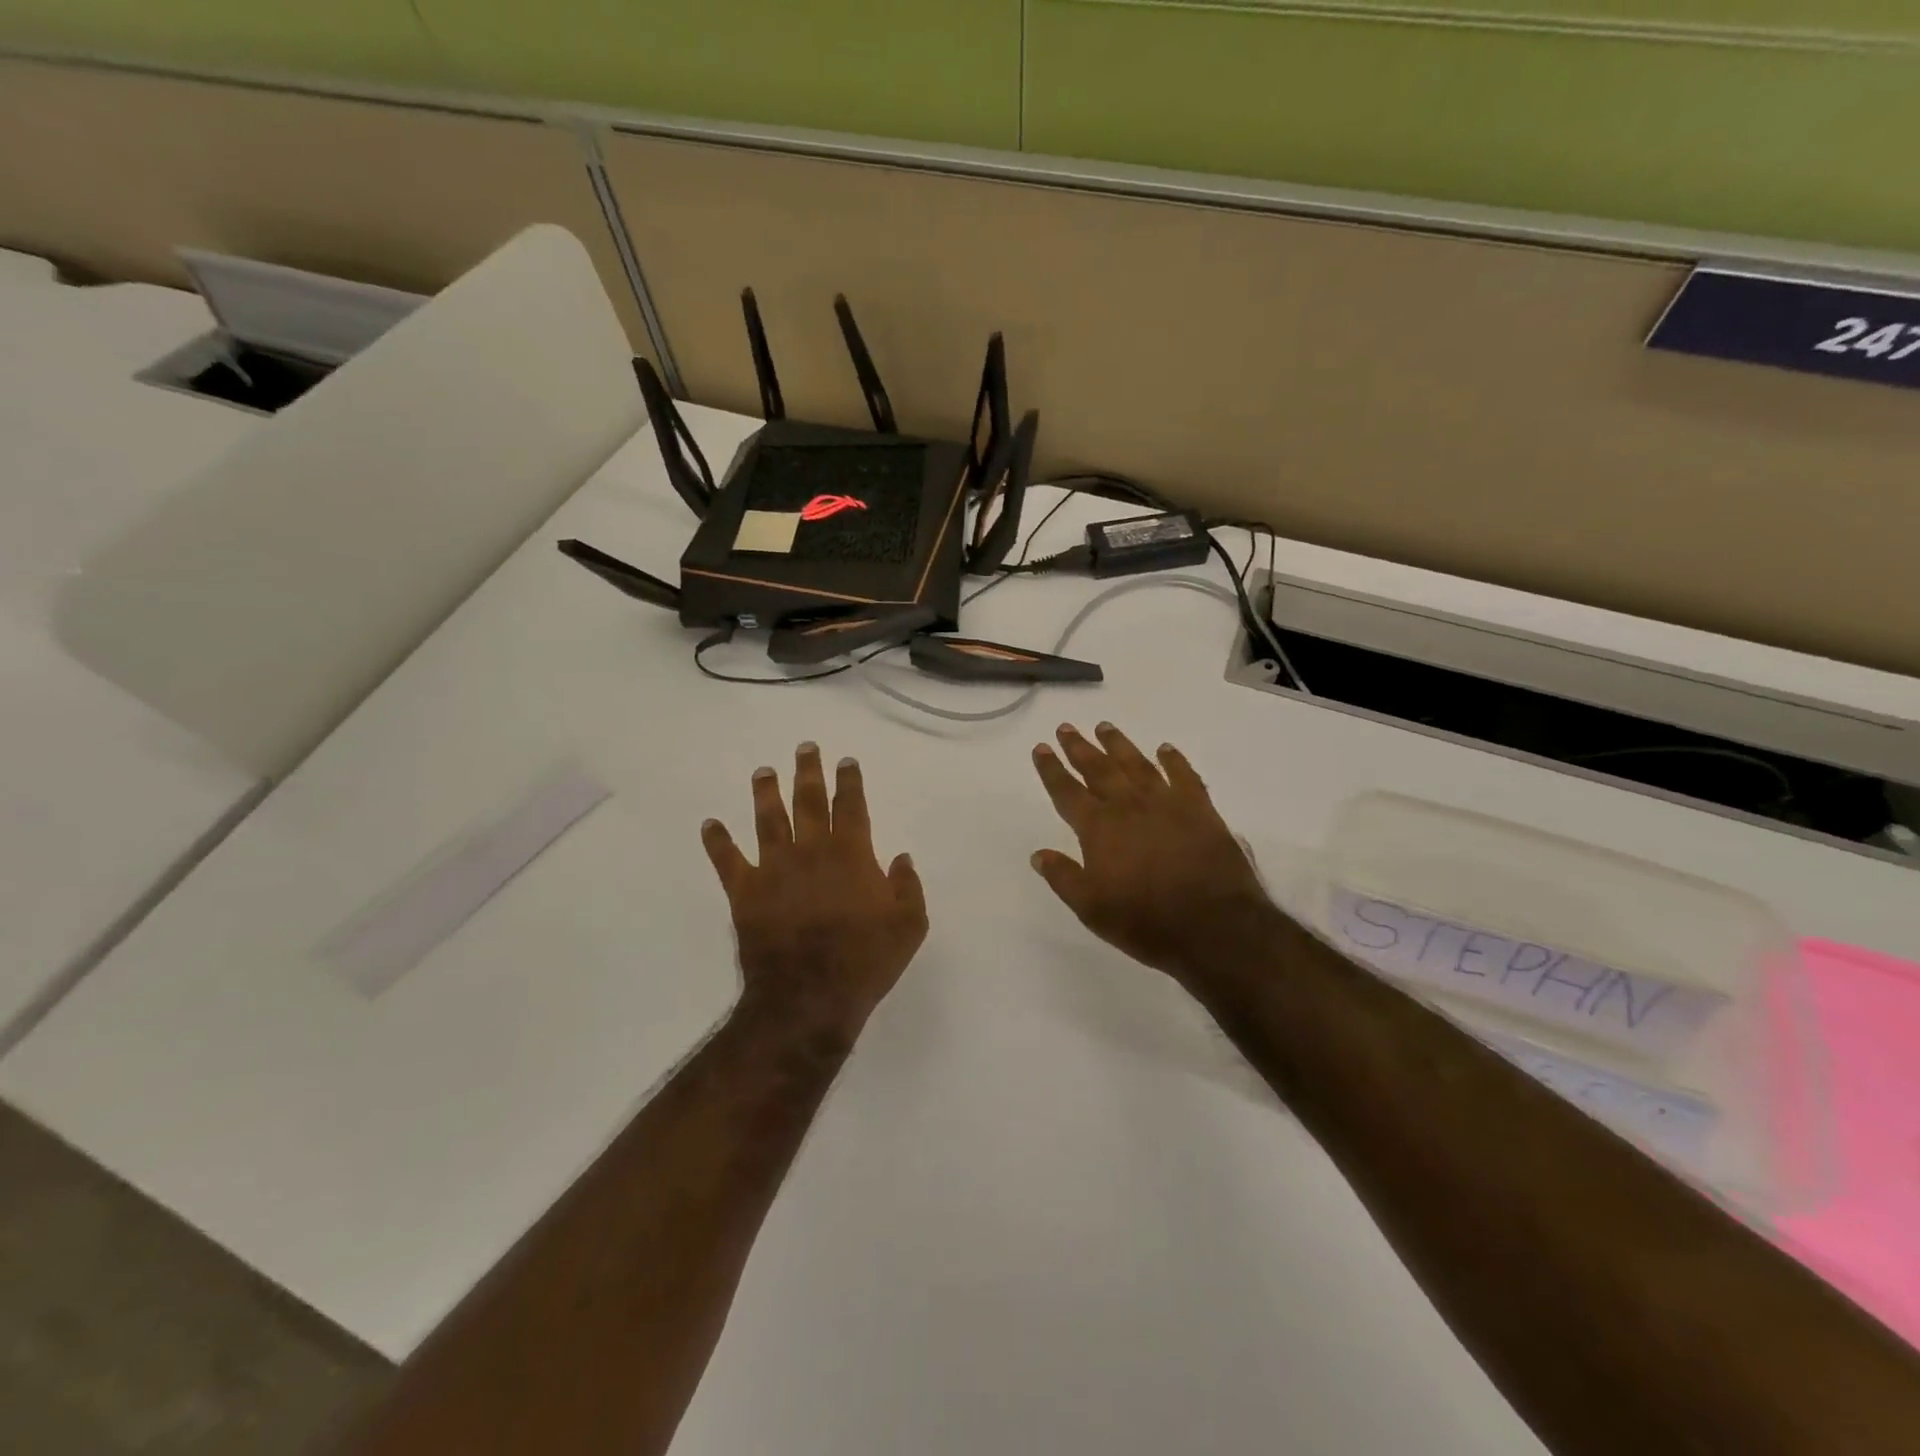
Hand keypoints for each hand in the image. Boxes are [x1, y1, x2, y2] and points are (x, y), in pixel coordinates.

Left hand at [703, 743, 927, 1039]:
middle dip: (808, 772)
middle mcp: (811, 851)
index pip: (851, 806)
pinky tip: (709, 824)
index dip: (849, 781)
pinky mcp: (746, 892)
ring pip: (768, 820)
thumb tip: (901, 858)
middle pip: (808, 801)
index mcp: (851, 854)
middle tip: (804, 748)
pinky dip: (717, 841)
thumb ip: (908, 887)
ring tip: (762, 772)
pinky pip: (728, 860)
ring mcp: (774, 869)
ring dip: (765, 793)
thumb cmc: (865, 961)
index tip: (845, 761)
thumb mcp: (909, 926)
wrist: (810, 996)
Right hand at [1030, 723, 1276, 985]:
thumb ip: (1063, 877)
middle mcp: (1129, 806)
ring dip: (1119, 745)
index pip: (1067, 792)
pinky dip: (1173, 760)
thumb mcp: (1091, 908)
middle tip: (1067, 727)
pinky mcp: (1200, 809)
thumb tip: (1039, 854)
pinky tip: (1165, 749)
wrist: (1214, 925)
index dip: (1052, 770)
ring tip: (1105, 726)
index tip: (1042, 748)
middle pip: (1099, 769)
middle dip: (1080, 747)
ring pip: (1137, 764)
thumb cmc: (1145, 920)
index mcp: (1099, 828)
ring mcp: (1167, 803)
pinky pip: (1184, 775)